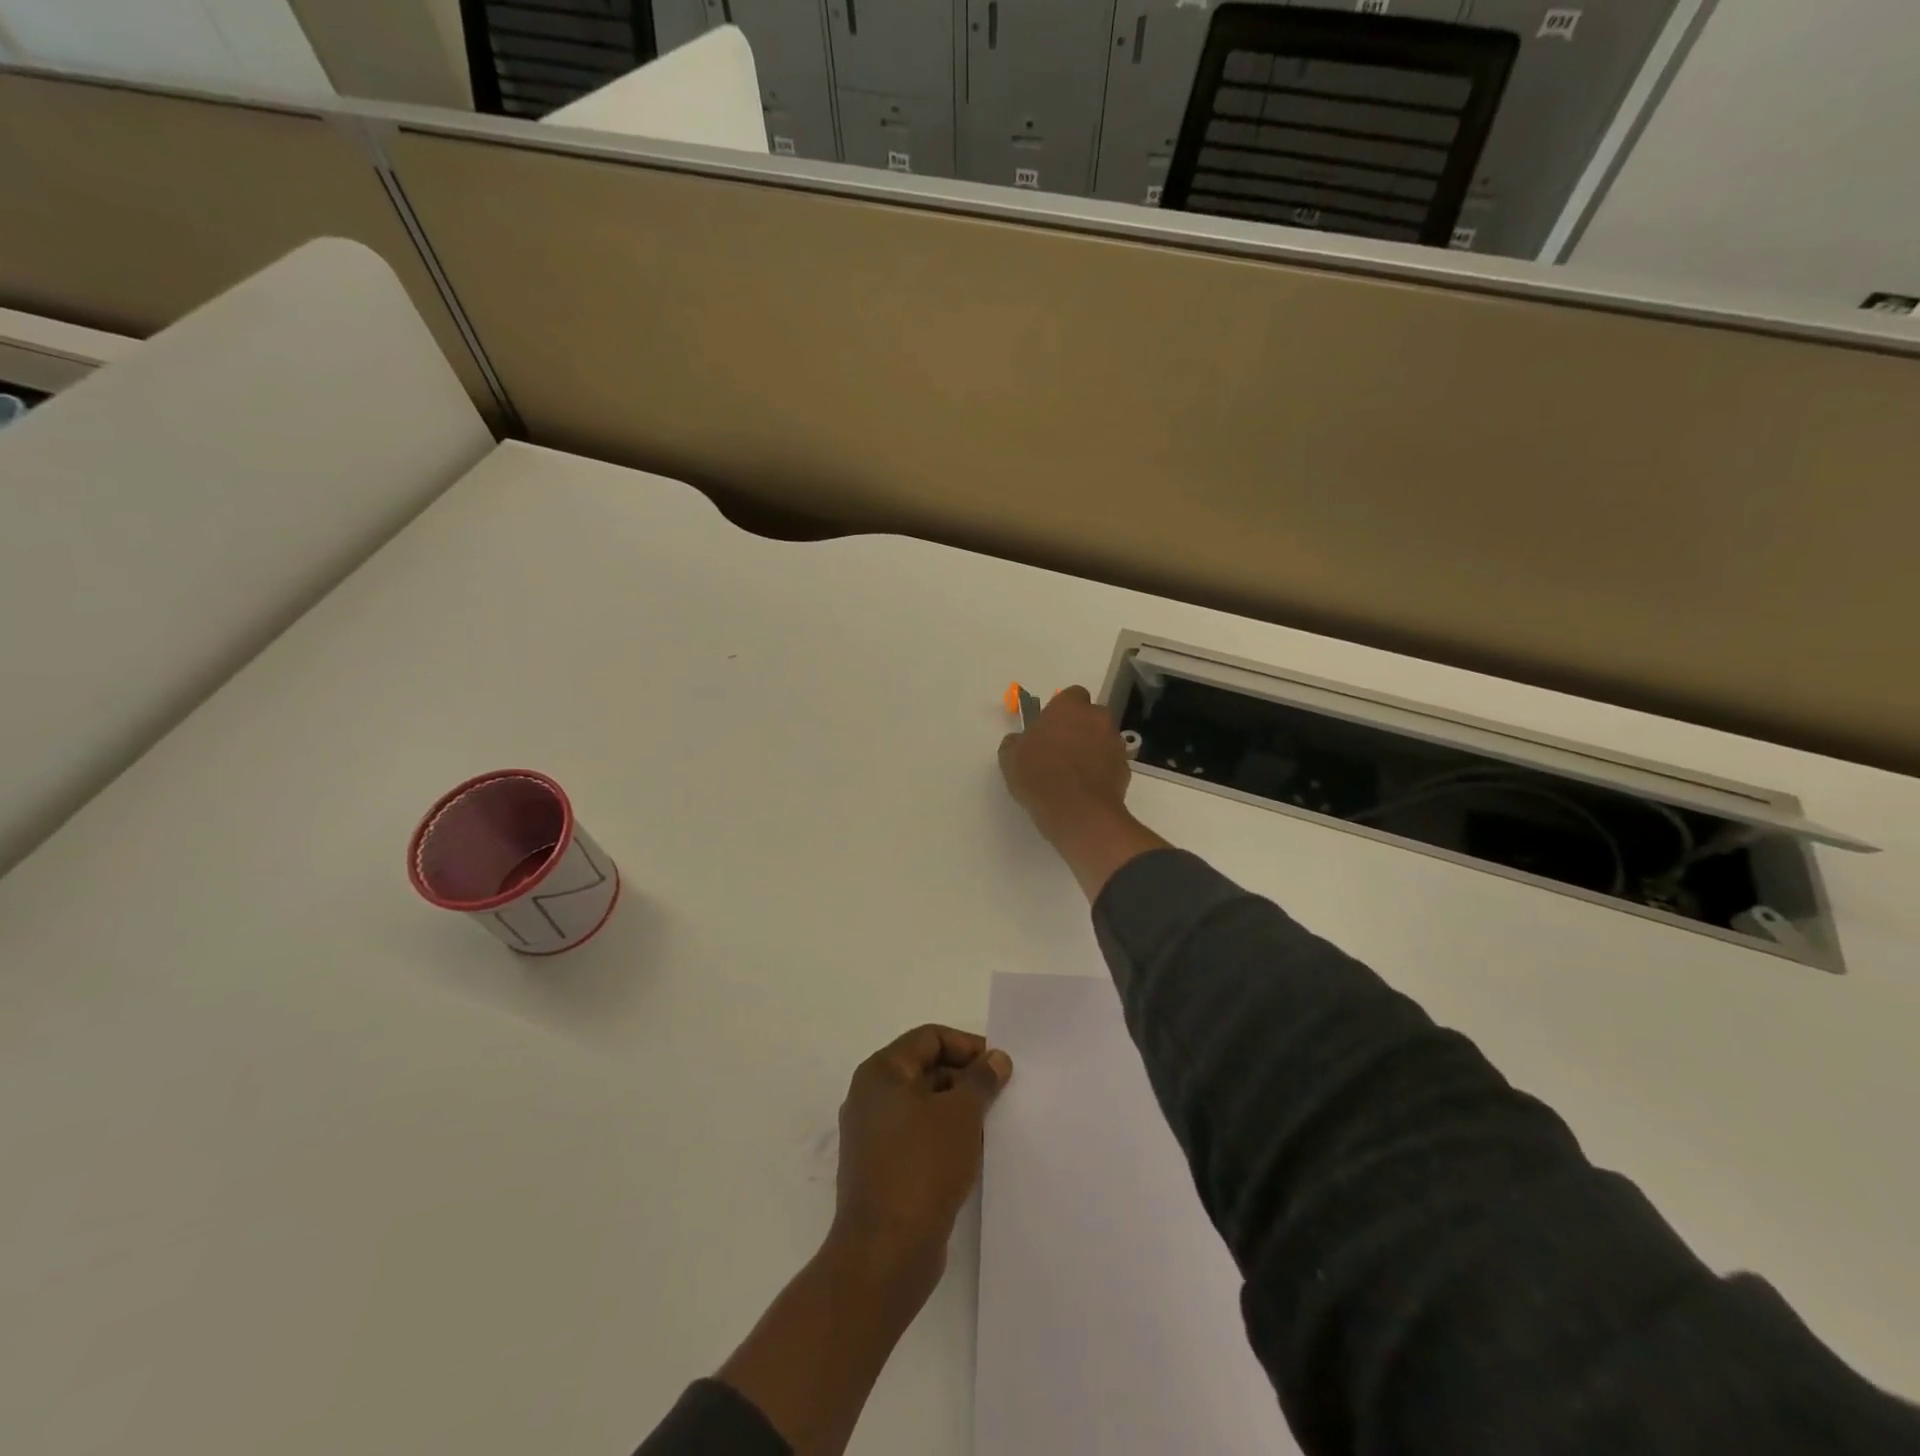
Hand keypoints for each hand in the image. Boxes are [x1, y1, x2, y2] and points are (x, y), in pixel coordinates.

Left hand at [715, 1028, 1011, 1455]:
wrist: (885, 1253)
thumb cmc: (922, 1167)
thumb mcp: (961, 1114)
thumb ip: (981, 1079)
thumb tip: (996, 1058)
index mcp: (881, 1072)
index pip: (929, 1038)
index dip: (967, 1046)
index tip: (1000, 1067)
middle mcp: (870, 1097)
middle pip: (925, 1068)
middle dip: (965, 1078)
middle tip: (1002, 1095)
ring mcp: (872, 1135)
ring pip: (923, 1105)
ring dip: (957, 1109)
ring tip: (992, 1124)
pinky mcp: (881, 1168)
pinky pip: (918, 1136)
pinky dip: (944, 1136)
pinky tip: (972, 1153)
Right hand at [998, 686, 1131, 839]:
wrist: (1077, 811)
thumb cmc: (1039, 775)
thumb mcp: (1010, 758)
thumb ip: (1015, 742)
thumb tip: (1018, 740)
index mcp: (1069, 707)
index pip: (1072, 695)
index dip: (1062, 711)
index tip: (1050, 728)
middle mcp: (1097, 718)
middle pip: (1091, 716)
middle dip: (1080, 728)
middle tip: (1061, 749)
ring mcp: (1115, 743)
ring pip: (1104, 739)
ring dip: (1093, 749)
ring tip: (1073, 774)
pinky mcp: (1126, 769)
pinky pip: (1111, 764)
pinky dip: (1102, 772)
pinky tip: (1086, 789)